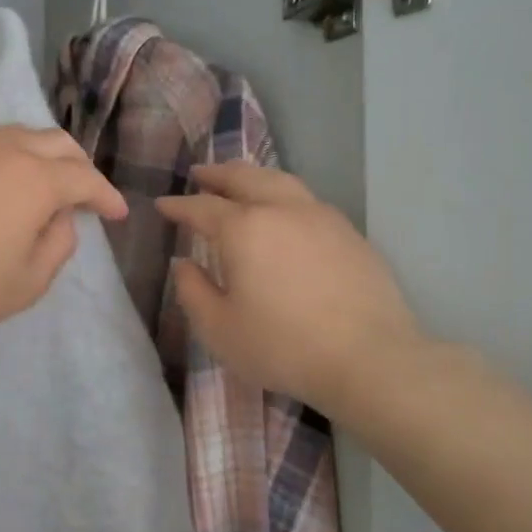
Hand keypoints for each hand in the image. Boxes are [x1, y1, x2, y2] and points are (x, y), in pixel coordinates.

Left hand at [0, 124, 126, 345]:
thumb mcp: (28, 282)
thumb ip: (58, 244)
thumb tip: (59, 218)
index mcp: (35, 179)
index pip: (85, 178)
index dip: (106, 196)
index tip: (116, 214)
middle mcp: (2, 147)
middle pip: (55, 142)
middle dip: (78, 165)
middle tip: (82, 193)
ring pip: (14, 134)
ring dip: (37, 154)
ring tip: (38, 180)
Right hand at [156, 164, 426, 422]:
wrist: (369, 357)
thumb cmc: (283, 346)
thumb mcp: (220, 329)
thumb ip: (193, 292)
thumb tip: (183, 264)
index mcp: (244, 229)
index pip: (202, 208)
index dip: (178, 206)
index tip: (163, 204)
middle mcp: (281, 209)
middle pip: (244, 178)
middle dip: (217, 175)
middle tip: (199, 174)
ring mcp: (321, 217)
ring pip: (280, 180)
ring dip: (252, 176)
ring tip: (240, 180)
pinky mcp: (349, 232)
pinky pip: (307, 199)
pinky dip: (283, 193)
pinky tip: (284, 211)